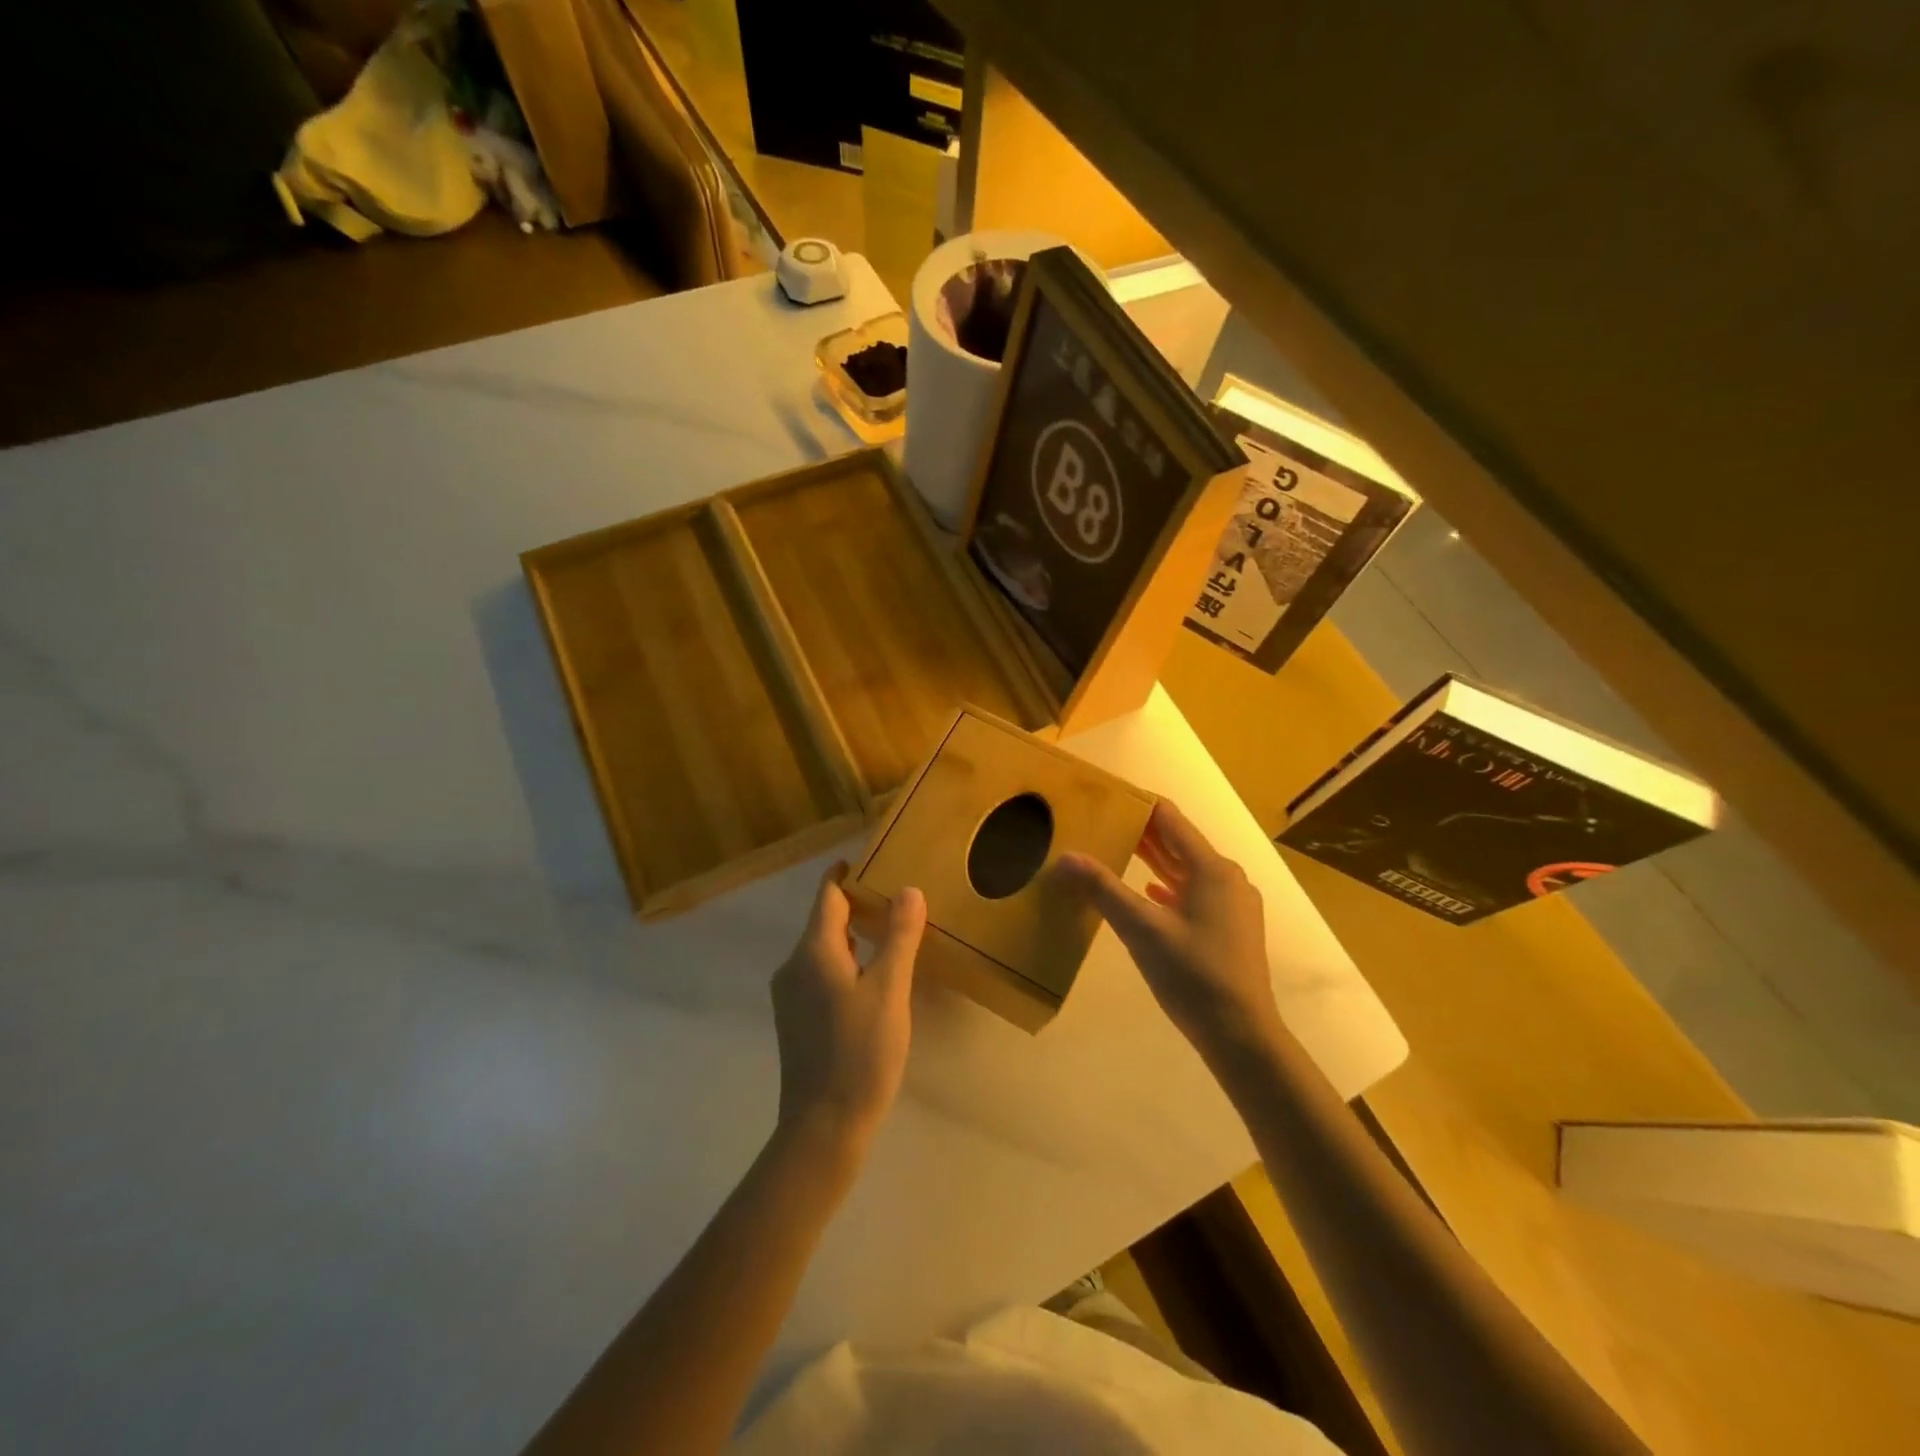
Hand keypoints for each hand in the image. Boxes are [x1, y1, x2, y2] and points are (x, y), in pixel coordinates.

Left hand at [771, 867, 926, 1152]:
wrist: (823, 1126)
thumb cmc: (860, 1052)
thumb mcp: (889, 990)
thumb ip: (898, 937)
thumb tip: (908, 890)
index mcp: (813, 951)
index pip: (828, 896)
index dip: (847, 875)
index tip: (870, 861)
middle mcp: (793, 966)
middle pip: (825, 921)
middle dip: (857, 905)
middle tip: (896, 898)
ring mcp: (790, 995)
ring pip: (822, 949)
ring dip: (852, 936)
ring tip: (890, 934)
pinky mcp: (795, 1019)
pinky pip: (820, 973)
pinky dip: (845, 962)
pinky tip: (872, 978)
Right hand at [1059, 800, 1277, 1051]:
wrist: (1241, 1035)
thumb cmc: (1193, 975)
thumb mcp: (1141, 930)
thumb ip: (1103, 889)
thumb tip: (1065, 857)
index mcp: (1211, 869)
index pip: (1170, 819)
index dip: (1138, 804)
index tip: (1106, 796)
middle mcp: (1227, 878)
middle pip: (1179, 843)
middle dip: (1141, 832)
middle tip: (1100, 822)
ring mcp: (1233, 905)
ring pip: (1187, 870)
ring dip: (1154, 860)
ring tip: (1116, 850)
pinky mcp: (1231, 928)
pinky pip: (1195, 893)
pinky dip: (1168, 887)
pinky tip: (1149, 893)